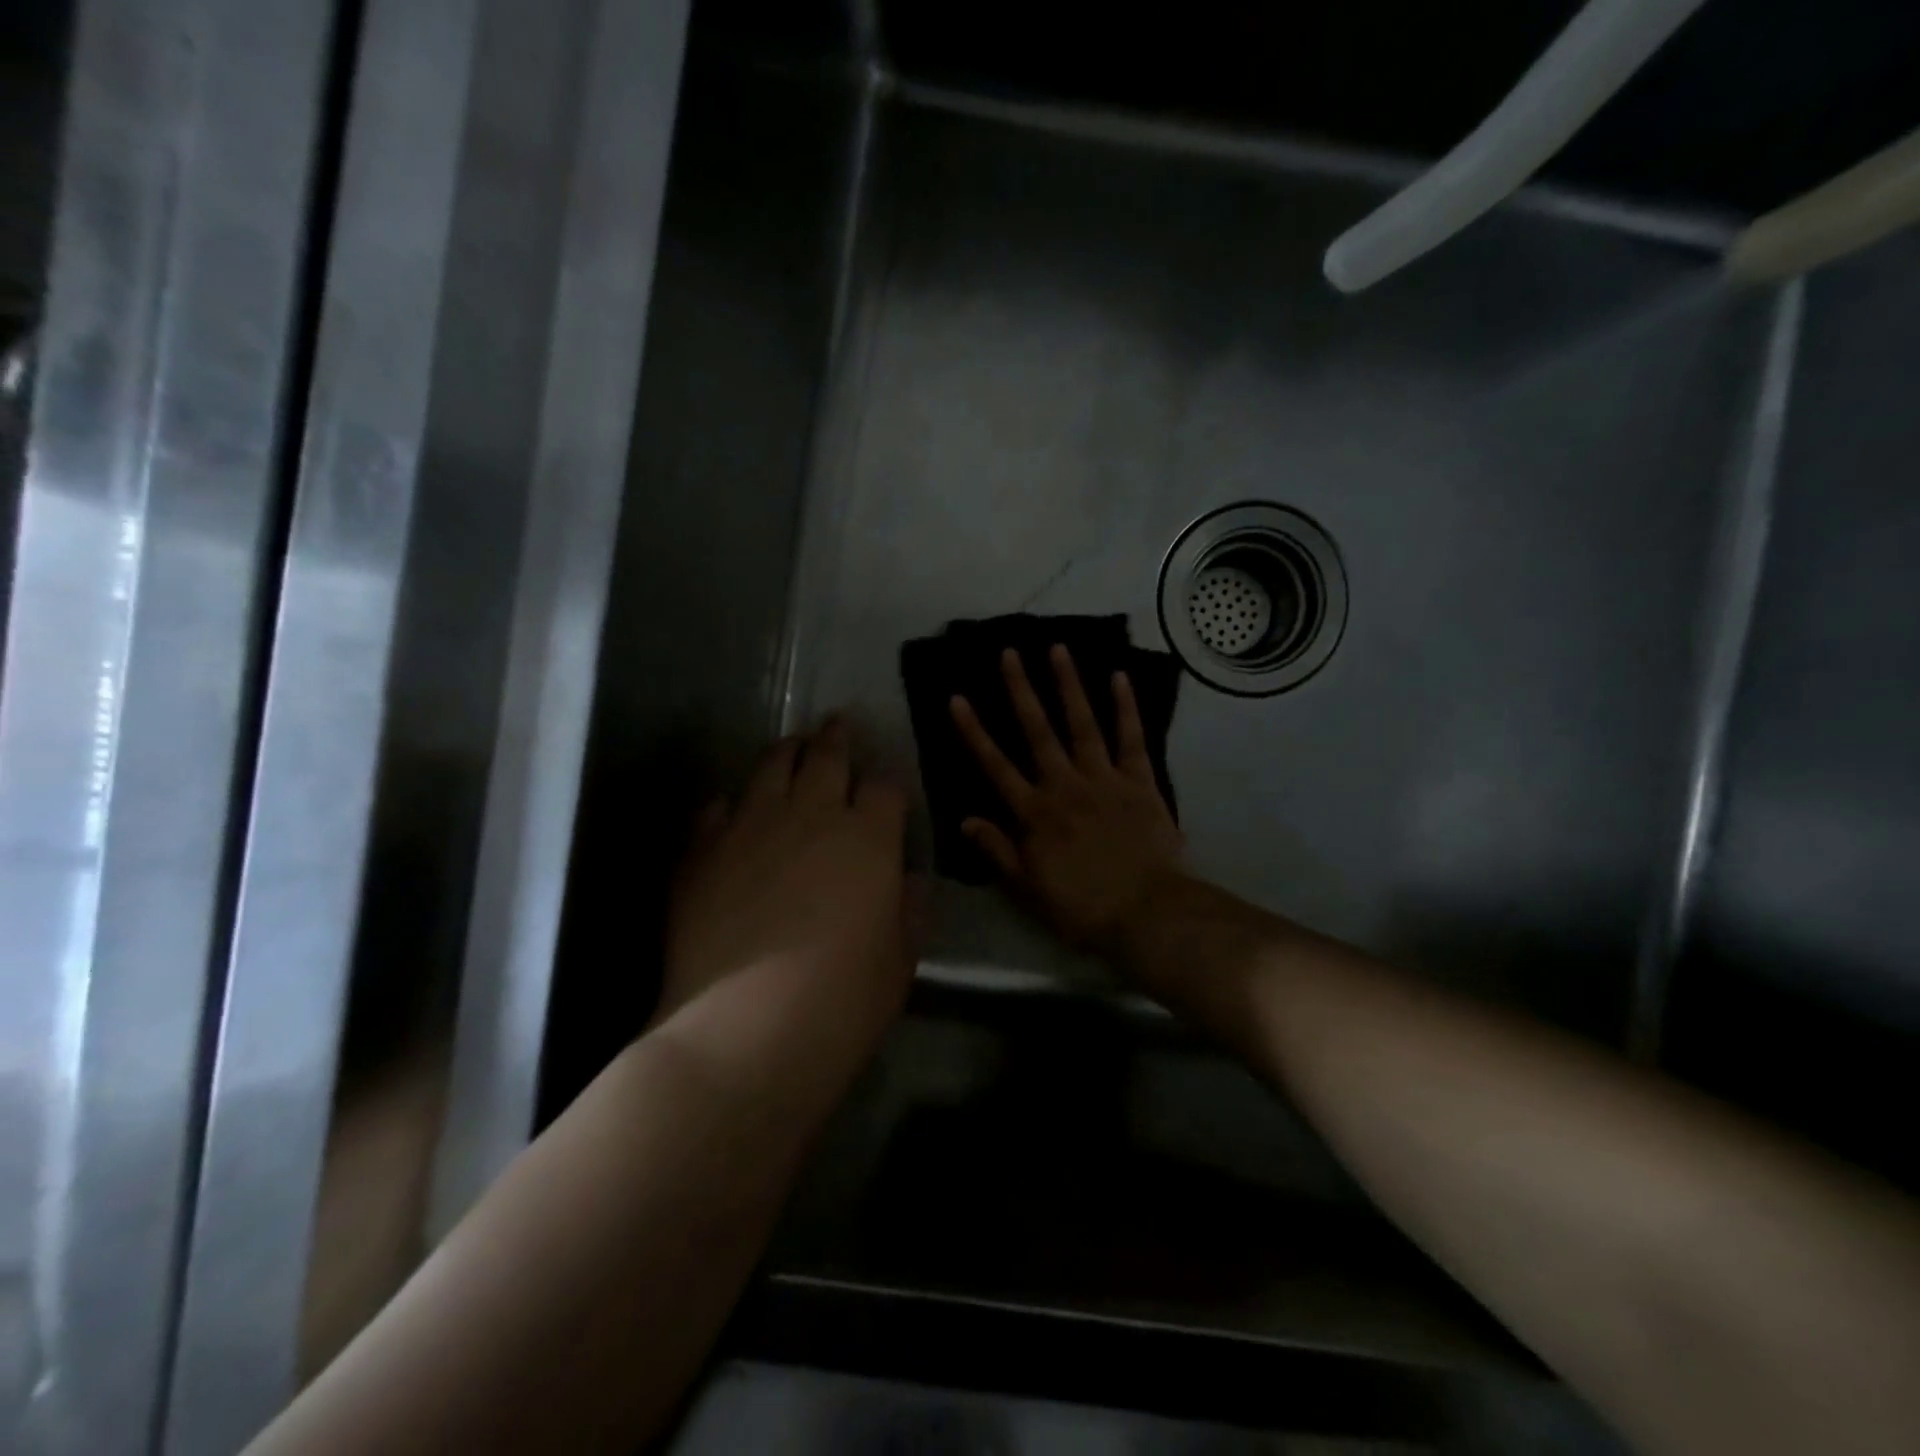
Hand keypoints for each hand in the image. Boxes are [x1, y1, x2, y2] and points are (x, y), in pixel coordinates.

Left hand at [662, 719, 913, 1033]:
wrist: (745, 1029)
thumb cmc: (843, 1001)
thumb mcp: (899, 962)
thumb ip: (908, 911)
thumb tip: (907, 880)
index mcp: (869, 837)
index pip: (885, 788)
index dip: (888, 787)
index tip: (885, 795)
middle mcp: (812, 814)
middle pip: (828, 756)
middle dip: (837, 738)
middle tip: (837, 724)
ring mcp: (752, 826)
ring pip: (771, 767)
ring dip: (787, 752)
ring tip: (791, 747)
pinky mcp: (703, 850)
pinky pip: (717, 808)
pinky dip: (730, 804)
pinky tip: (732, 811)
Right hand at [950, 646, 1185, 947]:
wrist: (1147, 913)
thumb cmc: (1082, 906)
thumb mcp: (1028, 888)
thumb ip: (997, 850)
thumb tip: (964, 820)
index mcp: (1035, 813)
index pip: (996, 766)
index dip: (974, 732)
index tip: (957, 698)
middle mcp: (1065, 786)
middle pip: (1038, 732)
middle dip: (1021, 690)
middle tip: (1009, 652)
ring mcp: (1104, 779)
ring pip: (1082, 724)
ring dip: (1069, 686)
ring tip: (1058, 649)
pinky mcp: (1140, 782)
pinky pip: (1132, 739)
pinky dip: (1126, 708)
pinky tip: (1118, 677)